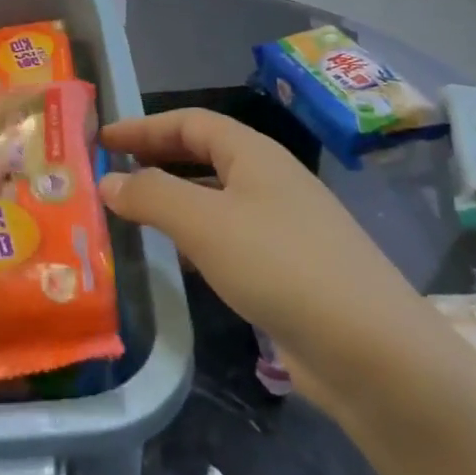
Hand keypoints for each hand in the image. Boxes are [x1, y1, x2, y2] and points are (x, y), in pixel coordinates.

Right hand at [98, 110, 419, 381]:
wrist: (372, 351)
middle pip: (203, 156)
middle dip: (157, 159)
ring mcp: (282, 226)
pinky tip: (176, 262)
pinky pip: (229, 240)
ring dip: (173, 201)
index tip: (103, 139)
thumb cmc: (281, 265)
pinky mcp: (288, 270)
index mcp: (254, 155)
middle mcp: (269, 181)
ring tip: (130, 216)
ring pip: (215, 200)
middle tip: (111, 173)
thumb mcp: (205, 224)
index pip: (190, 122)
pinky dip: (196, 240)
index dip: (144, 126)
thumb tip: (108, 180)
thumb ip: (152, 196)